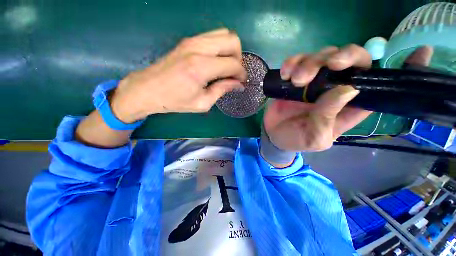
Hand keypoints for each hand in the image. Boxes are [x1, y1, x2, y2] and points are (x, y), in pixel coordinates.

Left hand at [110, 28, 246, 122]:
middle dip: (239, 58)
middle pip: (232, 40)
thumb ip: (222, 90)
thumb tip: (238, 84)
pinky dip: (221, 47)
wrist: (147, 89)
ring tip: (226, 67)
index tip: (242, 82)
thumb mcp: (202, 102)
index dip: (241, 73)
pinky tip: (217, 61)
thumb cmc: (175, 101)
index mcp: (201, 67)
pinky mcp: (188, 40)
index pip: (233, 63)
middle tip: (234, 73)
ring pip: (224, 33)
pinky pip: (213, 36)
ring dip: (230, 50)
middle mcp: (199, 48)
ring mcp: (192, 40)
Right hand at [263, 45, 433, 151]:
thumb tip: (348, 89)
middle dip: (340, 57)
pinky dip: (292, 63)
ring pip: (322, 56)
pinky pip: (297, 62)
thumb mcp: (315, 137)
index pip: (378, 84)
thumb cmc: (296, 140)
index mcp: (348, 106)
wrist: (274, 135)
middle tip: (326, 66)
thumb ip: (329, 117)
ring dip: (309, 62)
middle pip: (350, 60)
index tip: (420, 52)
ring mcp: (314, 82)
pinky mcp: (295, 80)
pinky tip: (286, 73)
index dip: (400, 69)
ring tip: (295, 79)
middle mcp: (335, 89)